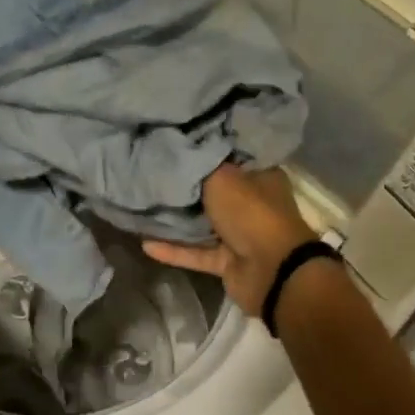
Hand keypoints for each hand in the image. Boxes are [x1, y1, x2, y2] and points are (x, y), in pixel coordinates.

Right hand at [144, 164, 315, 315]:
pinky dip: (174, 250)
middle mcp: (251, 203)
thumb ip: (197, 167)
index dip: (204, 150)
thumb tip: (176, 152)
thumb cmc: (250, 212)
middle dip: (185, 187)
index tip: (174, 143)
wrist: (272, 271)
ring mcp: (240, 234)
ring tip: (142, 208)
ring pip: (202, 224)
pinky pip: (196, 252)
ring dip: (176, 221)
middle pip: (213, 191)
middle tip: (151, 173)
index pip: (229, 157)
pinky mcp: (227, 262)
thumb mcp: (222, 177)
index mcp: (259, 176)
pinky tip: (145, 243)